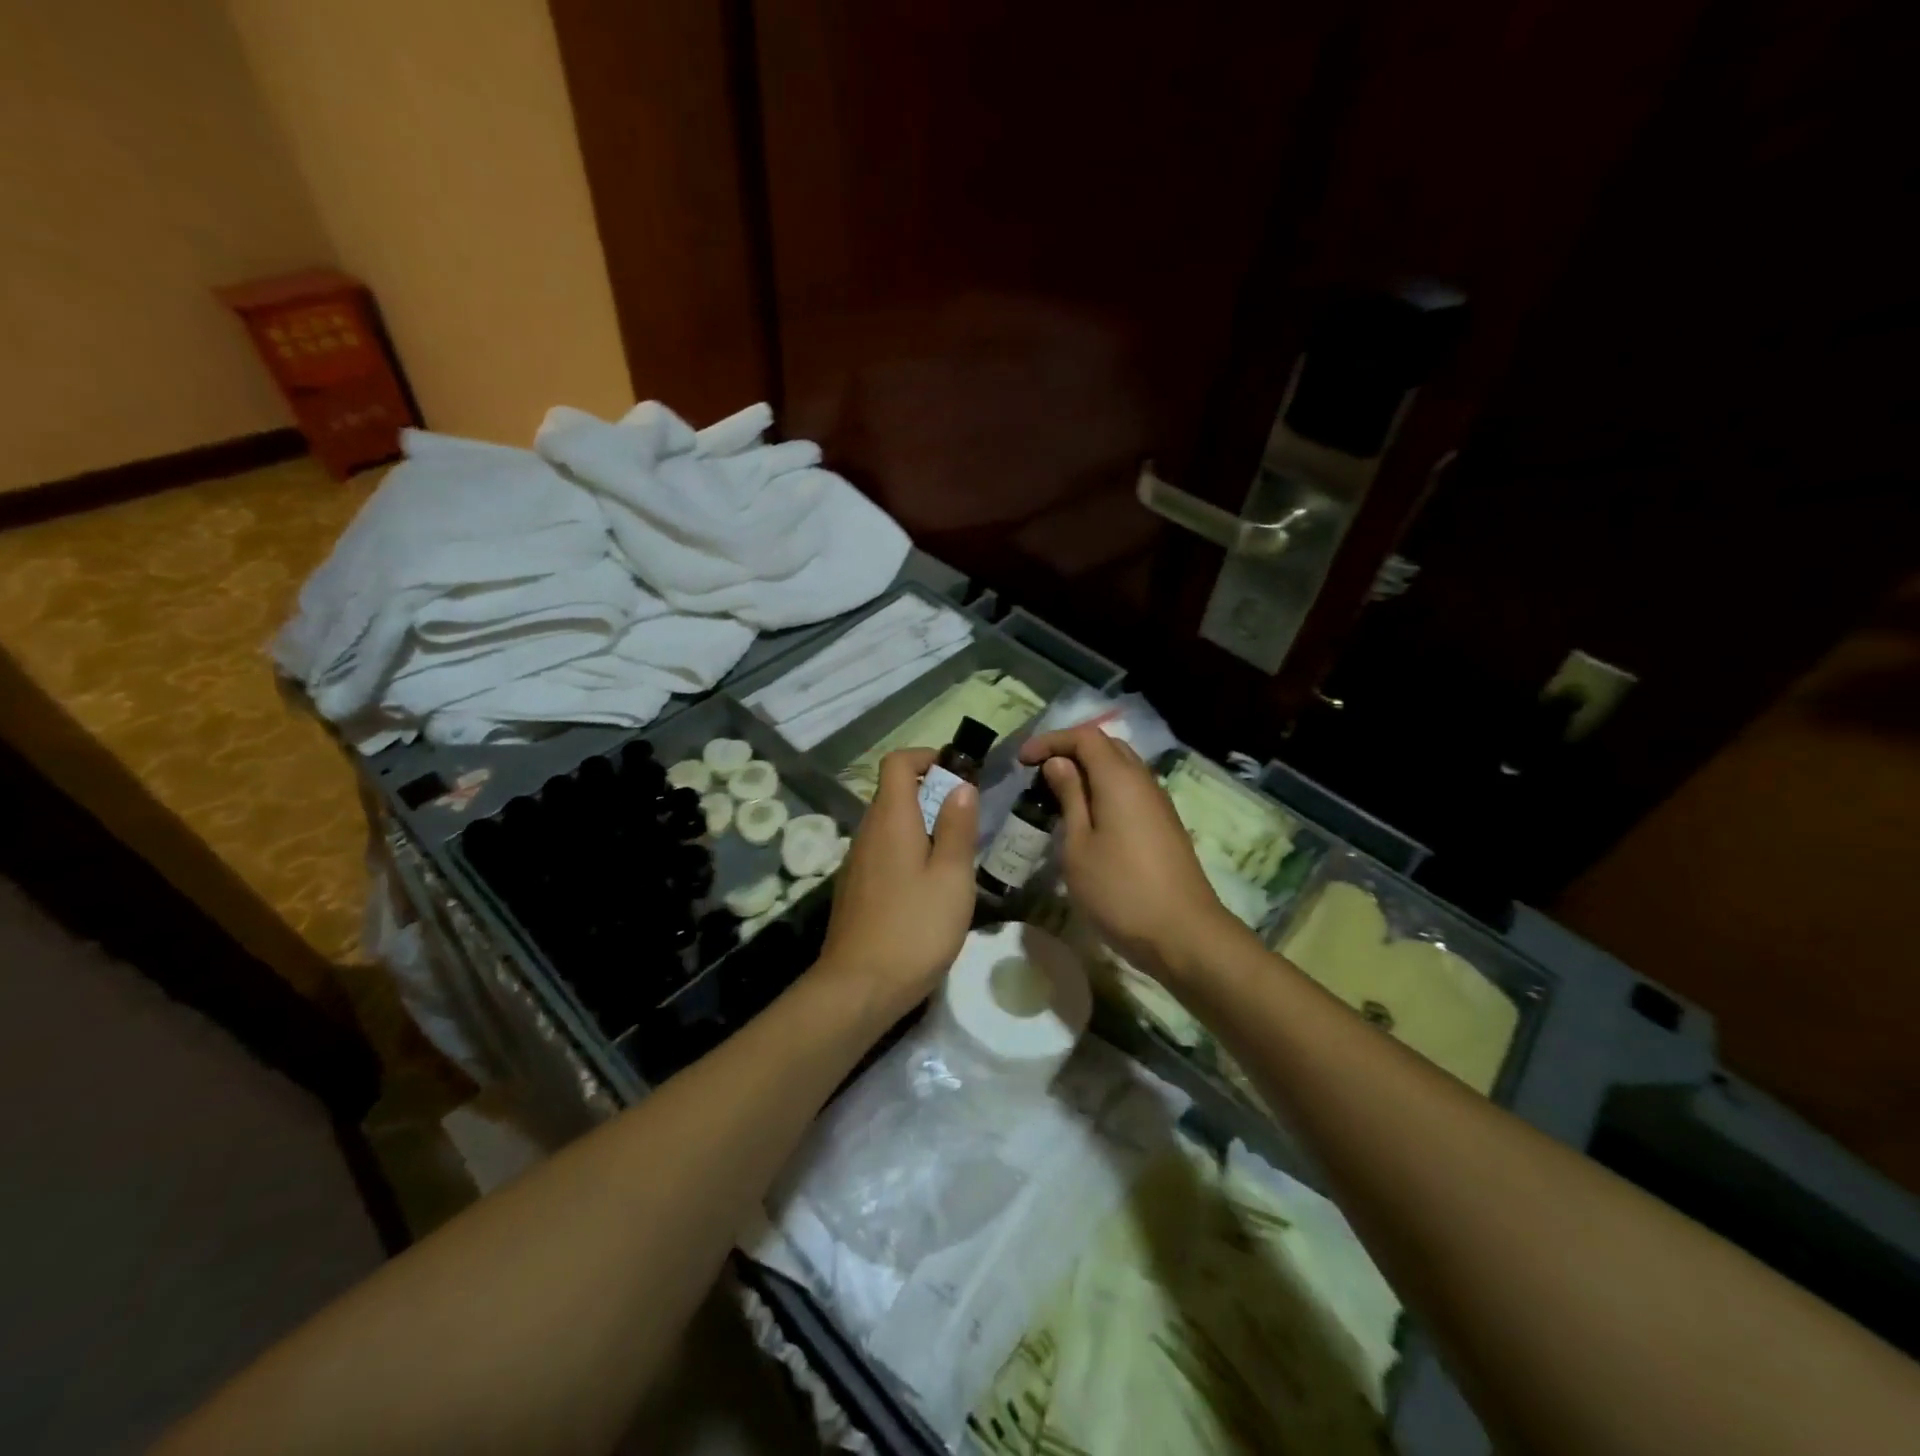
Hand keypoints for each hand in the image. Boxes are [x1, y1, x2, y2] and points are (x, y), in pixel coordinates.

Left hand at [817, 747, 977, 1023]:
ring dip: (920, 826)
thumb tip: (961, 786)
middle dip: (930, 794)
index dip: (926, 757)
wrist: (859, 987)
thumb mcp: (951, 876)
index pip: (896, 763)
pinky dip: (906, 852)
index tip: (958, 774)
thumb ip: (957, 828)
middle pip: (893, 793)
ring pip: (889, 825)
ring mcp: (856, 862)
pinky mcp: (854, 889)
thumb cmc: (915, 928)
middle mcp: (867, 832)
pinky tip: (927, 888)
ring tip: (954, 856)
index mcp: (891, 820)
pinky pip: (882, 852)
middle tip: (967, 821)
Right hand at [1019, 726, 1238, 982]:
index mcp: (1119, 779)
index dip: (1050, 741)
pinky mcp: (1164, 824)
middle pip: (1107, 746)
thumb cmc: (1119, 890)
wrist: (1182, 933)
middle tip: (1039, 771)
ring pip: (1122, 767)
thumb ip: (1069, 798)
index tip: (1021, 761)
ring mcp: (1158, 802)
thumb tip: (1058, 763)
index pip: (1084, 737)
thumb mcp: (1078, 846)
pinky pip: (1131, 789)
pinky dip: (1105, 788)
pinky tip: (1088, 815)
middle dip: (1070, 749)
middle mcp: (1143, 780)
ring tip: (1059, 792)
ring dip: (1089, 770)